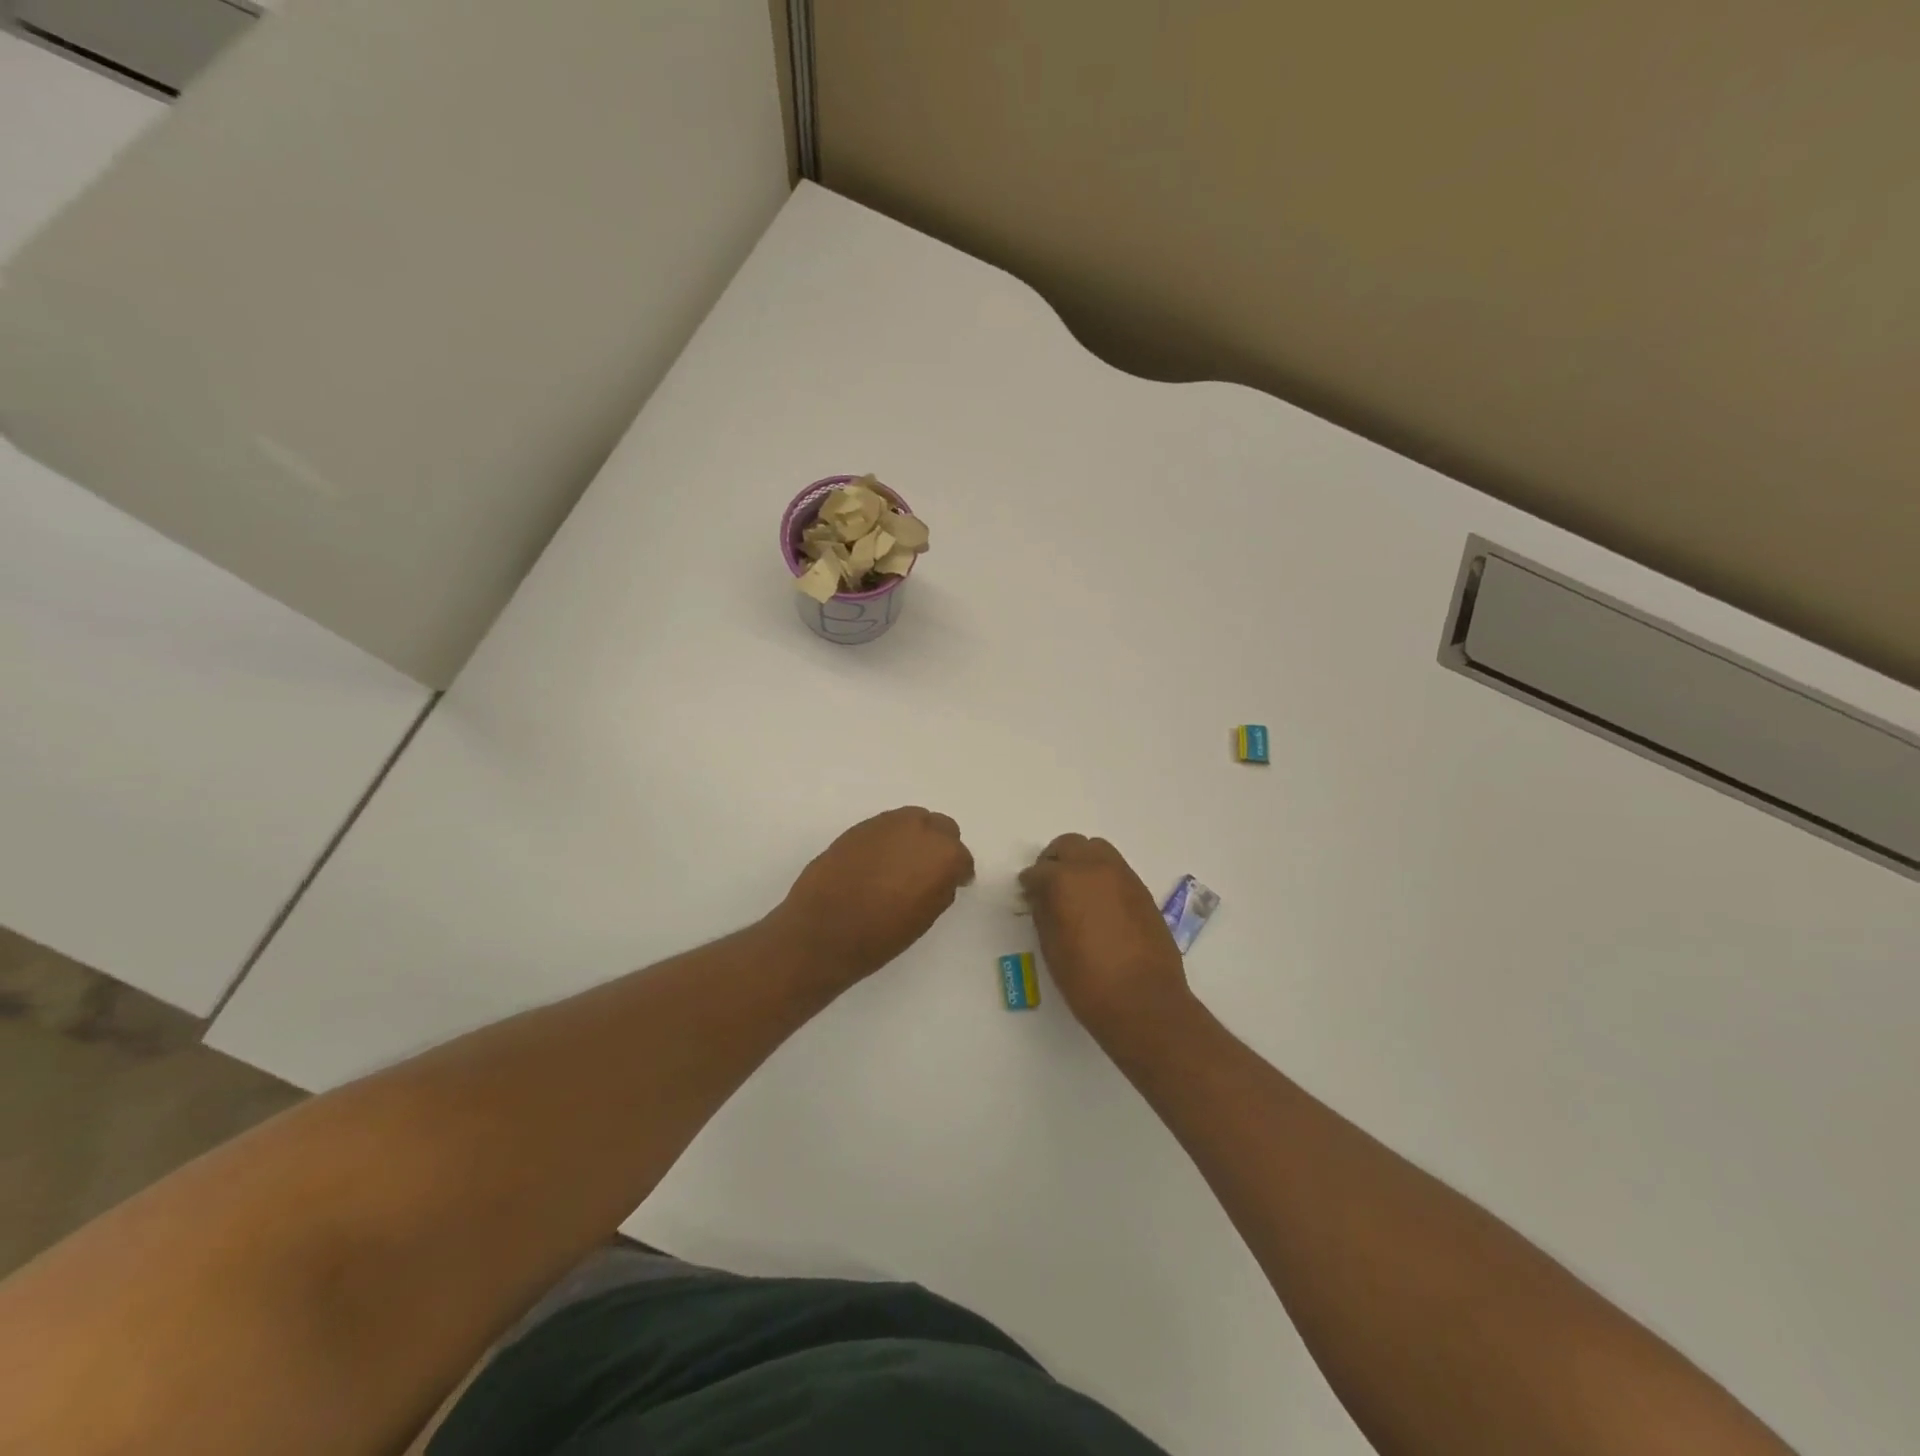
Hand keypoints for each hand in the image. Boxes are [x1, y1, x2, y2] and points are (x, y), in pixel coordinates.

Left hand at [774, 807, 975, 987]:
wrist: (822, 930)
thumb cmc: (880, 935)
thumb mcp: (925, 918)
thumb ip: (940, 888)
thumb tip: (942, 877)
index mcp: (944, 854)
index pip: (962, 857)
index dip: (958, 873)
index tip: (952, 884)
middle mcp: (920, 829)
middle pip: (942, 828)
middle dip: (939, 846)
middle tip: (928, 871)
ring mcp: (887, 823)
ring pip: (913, 821)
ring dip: (914, 838)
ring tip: (901, 865)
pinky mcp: (860, 826)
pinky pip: (886, 828)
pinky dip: (889, 840)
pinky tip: (878, 863)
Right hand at [1019, 834, 1193, 1047]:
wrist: (1145, 1002)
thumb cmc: (1088, 981)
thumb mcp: (1052, 948)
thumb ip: (1043, 913)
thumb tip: (1040, 897)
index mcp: (1066, 880)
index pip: (1038, 870)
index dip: (1029, 883)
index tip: (1026, 894)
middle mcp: (1095, 868)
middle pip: (1070, 845)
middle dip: (1055, 861)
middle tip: (1048, 885)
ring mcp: (1124, 877)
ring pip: (1097, 850)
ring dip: (1081, 862)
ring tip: (1076, 891)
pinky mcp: (1143, 891)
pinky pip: (1117, 870)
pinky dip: (1102, 876)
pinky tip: (1099, 904)